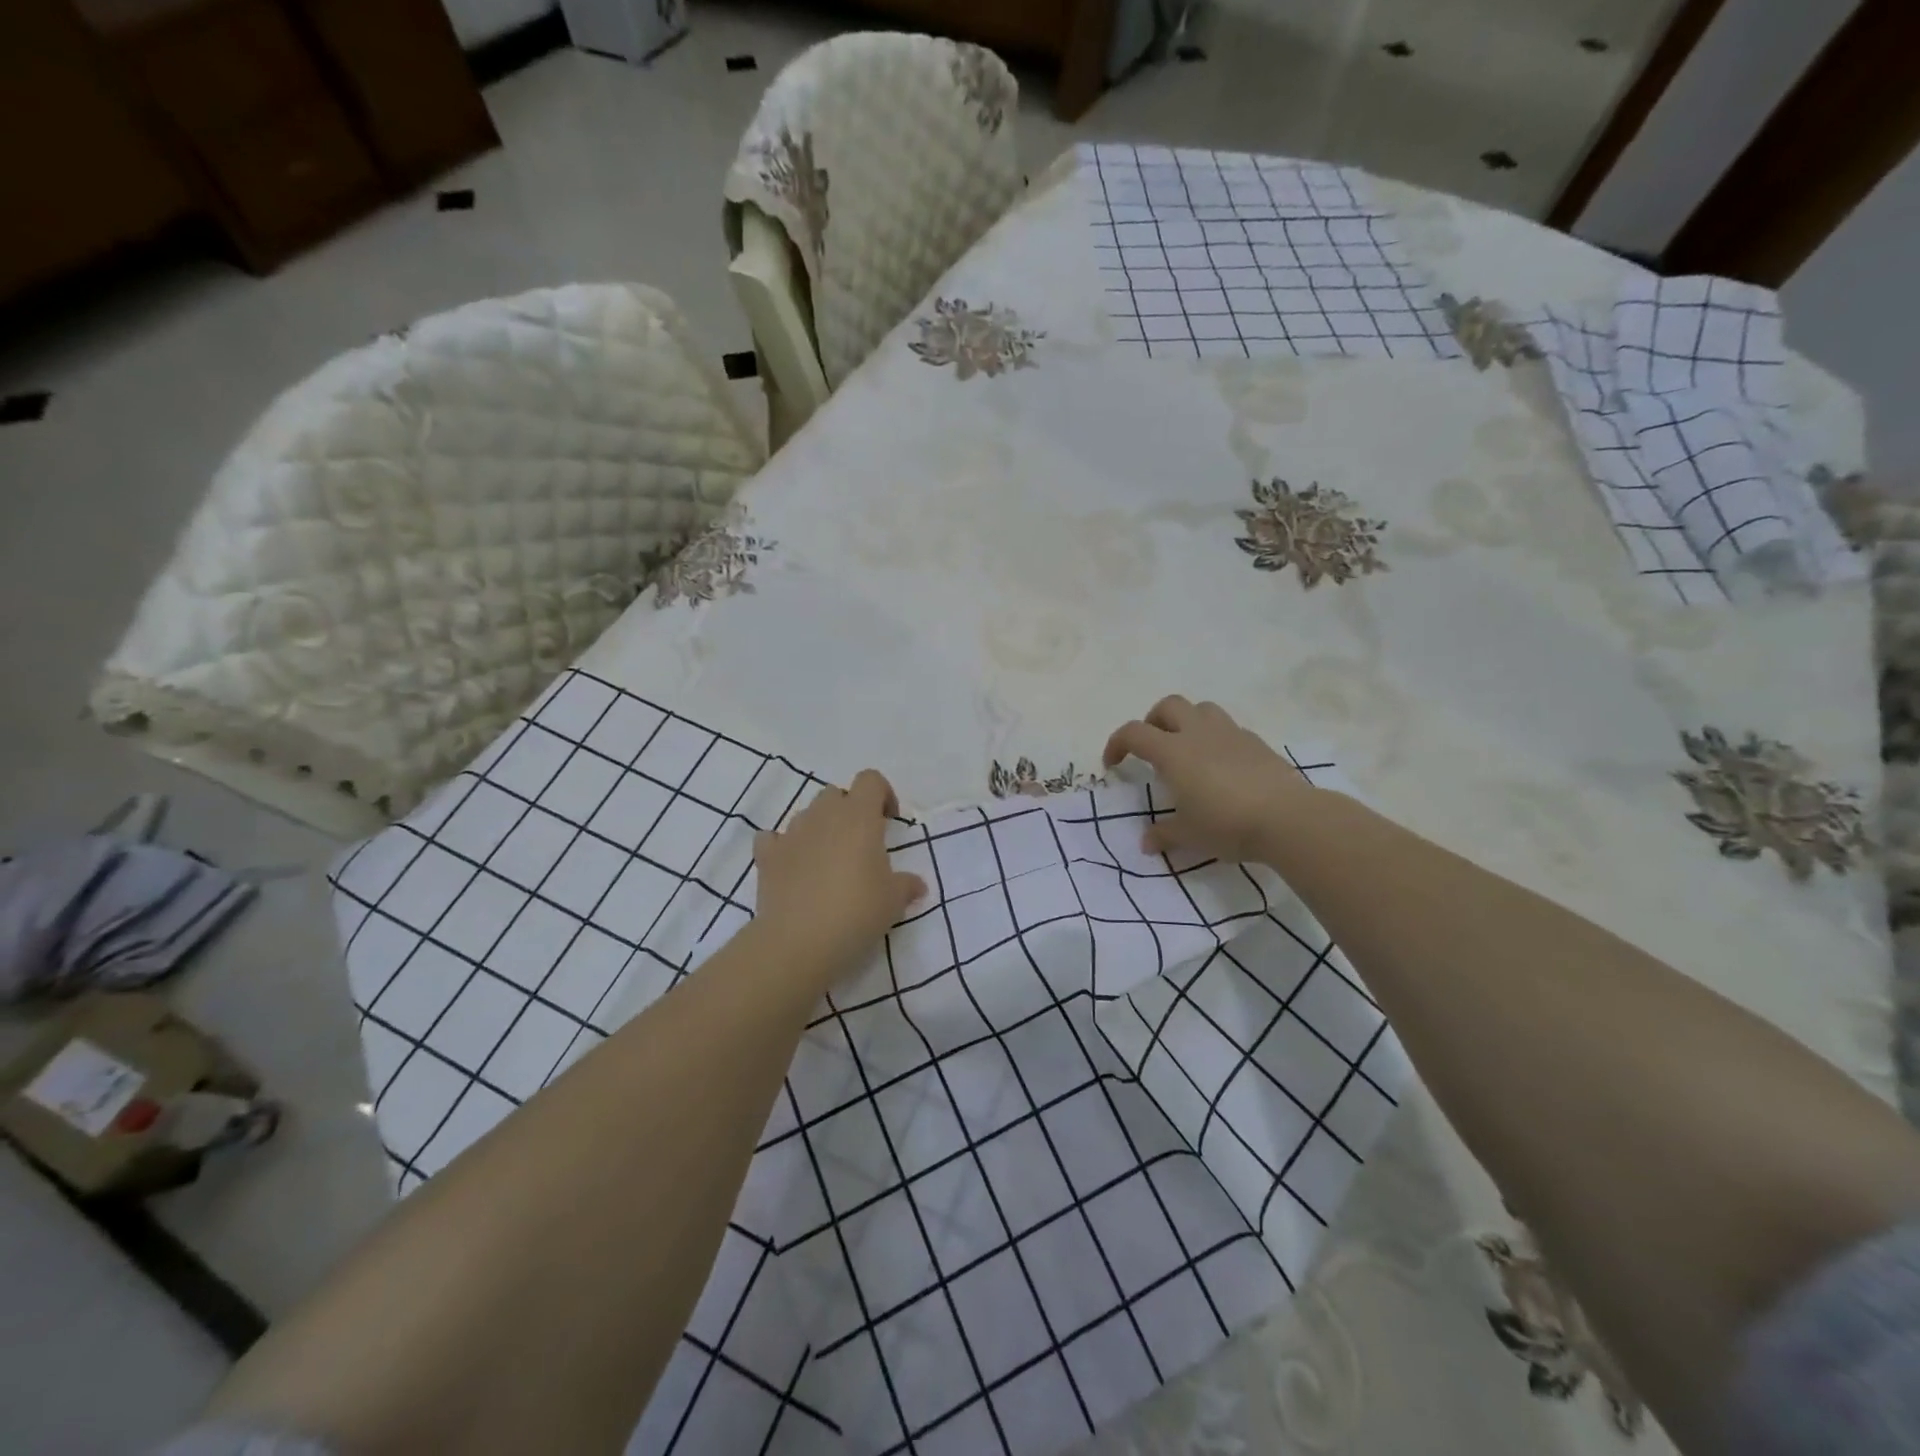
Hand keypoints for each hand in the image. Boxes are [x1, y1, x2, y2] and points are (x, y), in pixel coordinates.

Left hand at [752, 769, 926, 989]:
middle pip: (835, 794)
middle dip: (848, 811)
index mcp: (859, 816)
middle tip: (859, 845)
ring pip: (806, 814)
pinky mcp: (767, 856)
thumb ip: (907, 885)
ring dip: (819, 829)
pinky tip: (792, 867)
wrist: (799, 941)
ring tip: (827, 862)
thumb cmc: (856, 912)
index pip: (870, 780)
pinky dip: (783, 847)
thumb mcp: (894, 901)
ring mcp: (791, 833)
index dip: (883, 794)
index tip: (889, 822)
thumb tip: (916, 885)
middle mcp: (823, 815)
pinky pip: (773, 838)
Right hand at [1103, 696, 1312, 863]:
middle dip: (1153, 720)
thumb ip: (1164, 834)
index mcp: (1173, 752)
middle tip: (1152, 747)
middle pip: (1168, 706)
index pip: (1134, 733)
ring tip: (1187, 749)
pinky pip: (1229, 729)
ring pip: (1202, 709)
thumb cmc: (1226, 823)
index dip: (1117, 744)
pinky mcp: (1257, 743)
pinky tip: (1221, 766)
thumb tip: (1146, 842)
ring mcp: (1231, 734)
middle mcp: (1199, 733)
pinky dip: (1216, 739)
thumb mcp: (1189, 835)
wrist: (1287, 818)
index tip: (1113, 765)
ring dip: (1187, 721)